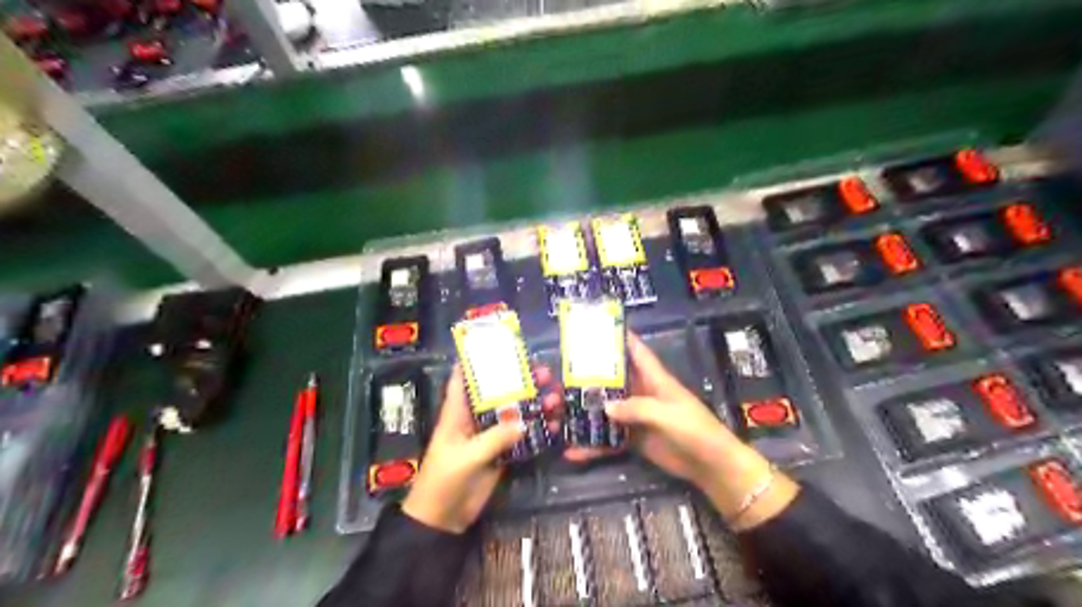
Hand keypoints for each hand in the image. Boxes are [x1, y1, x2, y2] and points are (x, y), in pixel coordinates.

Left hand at [400, 364, 562, 531]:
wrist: (443, 519)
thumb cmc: (445, 480)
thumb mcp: (467, 457)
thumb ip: (494, 439)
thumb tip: (523, 423)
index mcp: (457, 413)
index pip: (463, 379)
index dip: (476, 361)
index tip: (498, 344)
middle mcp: (474, 419)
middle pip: (498, 393)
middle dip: (520, 381)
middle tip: (544, 372)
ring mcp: (489, 436)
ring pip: (513, 413)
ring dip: (533, 405)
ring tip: (555, 397)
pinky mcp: (500, 453)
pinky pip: (521, 437)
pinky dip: (536, 430)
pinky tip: (553, 425)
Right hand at [563, 335, 729, 485]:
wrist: (711, 466)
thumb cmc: (694, 430)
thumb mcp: (666, 414)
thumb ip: (636, 408)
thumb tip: (604, 407)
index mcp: (655, 379)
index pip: (636, 351)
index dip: (620, 337)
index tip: (597, 326)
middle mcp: (643, 394)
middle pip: (613, 380)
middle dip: (590, 377)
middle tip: (561, 374)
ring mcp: (637, 417)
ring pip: (606, 409)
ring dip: (586, 412)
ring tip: (558, 413)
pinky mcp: (634, 439)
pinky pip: (610, 439)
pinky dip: (593, 444)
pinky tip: (573, 451)